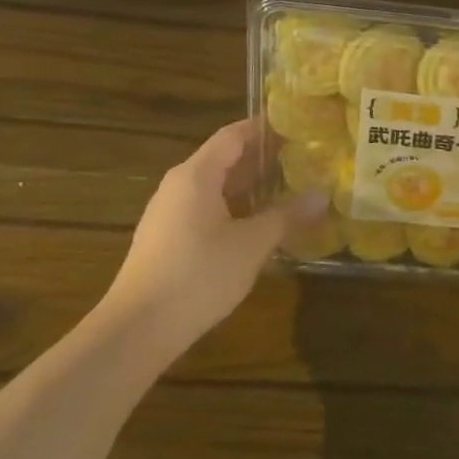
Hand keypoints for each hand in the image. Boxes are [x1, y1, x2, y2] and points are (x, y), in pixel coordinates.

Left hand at [101, 120, 324, 358]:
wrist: (136, 331)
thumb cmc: (198, 275)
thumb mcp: (252, 244)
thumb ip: (287, 215)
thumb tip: (322, 195)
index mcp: (197, 175)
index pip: (234, 135)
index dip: (266, 128)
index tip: (299, 126)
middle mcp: (179, 185)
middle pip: (225, 158)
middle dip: (263, 158)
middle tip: (304, 157)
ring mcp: (169, 213)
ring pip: (216, 186)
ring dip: (250, 185)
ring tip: (289, 188)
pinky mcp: (167, 239)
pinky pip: (206, 208)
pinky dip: (234, 206)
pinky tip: (258, 224)